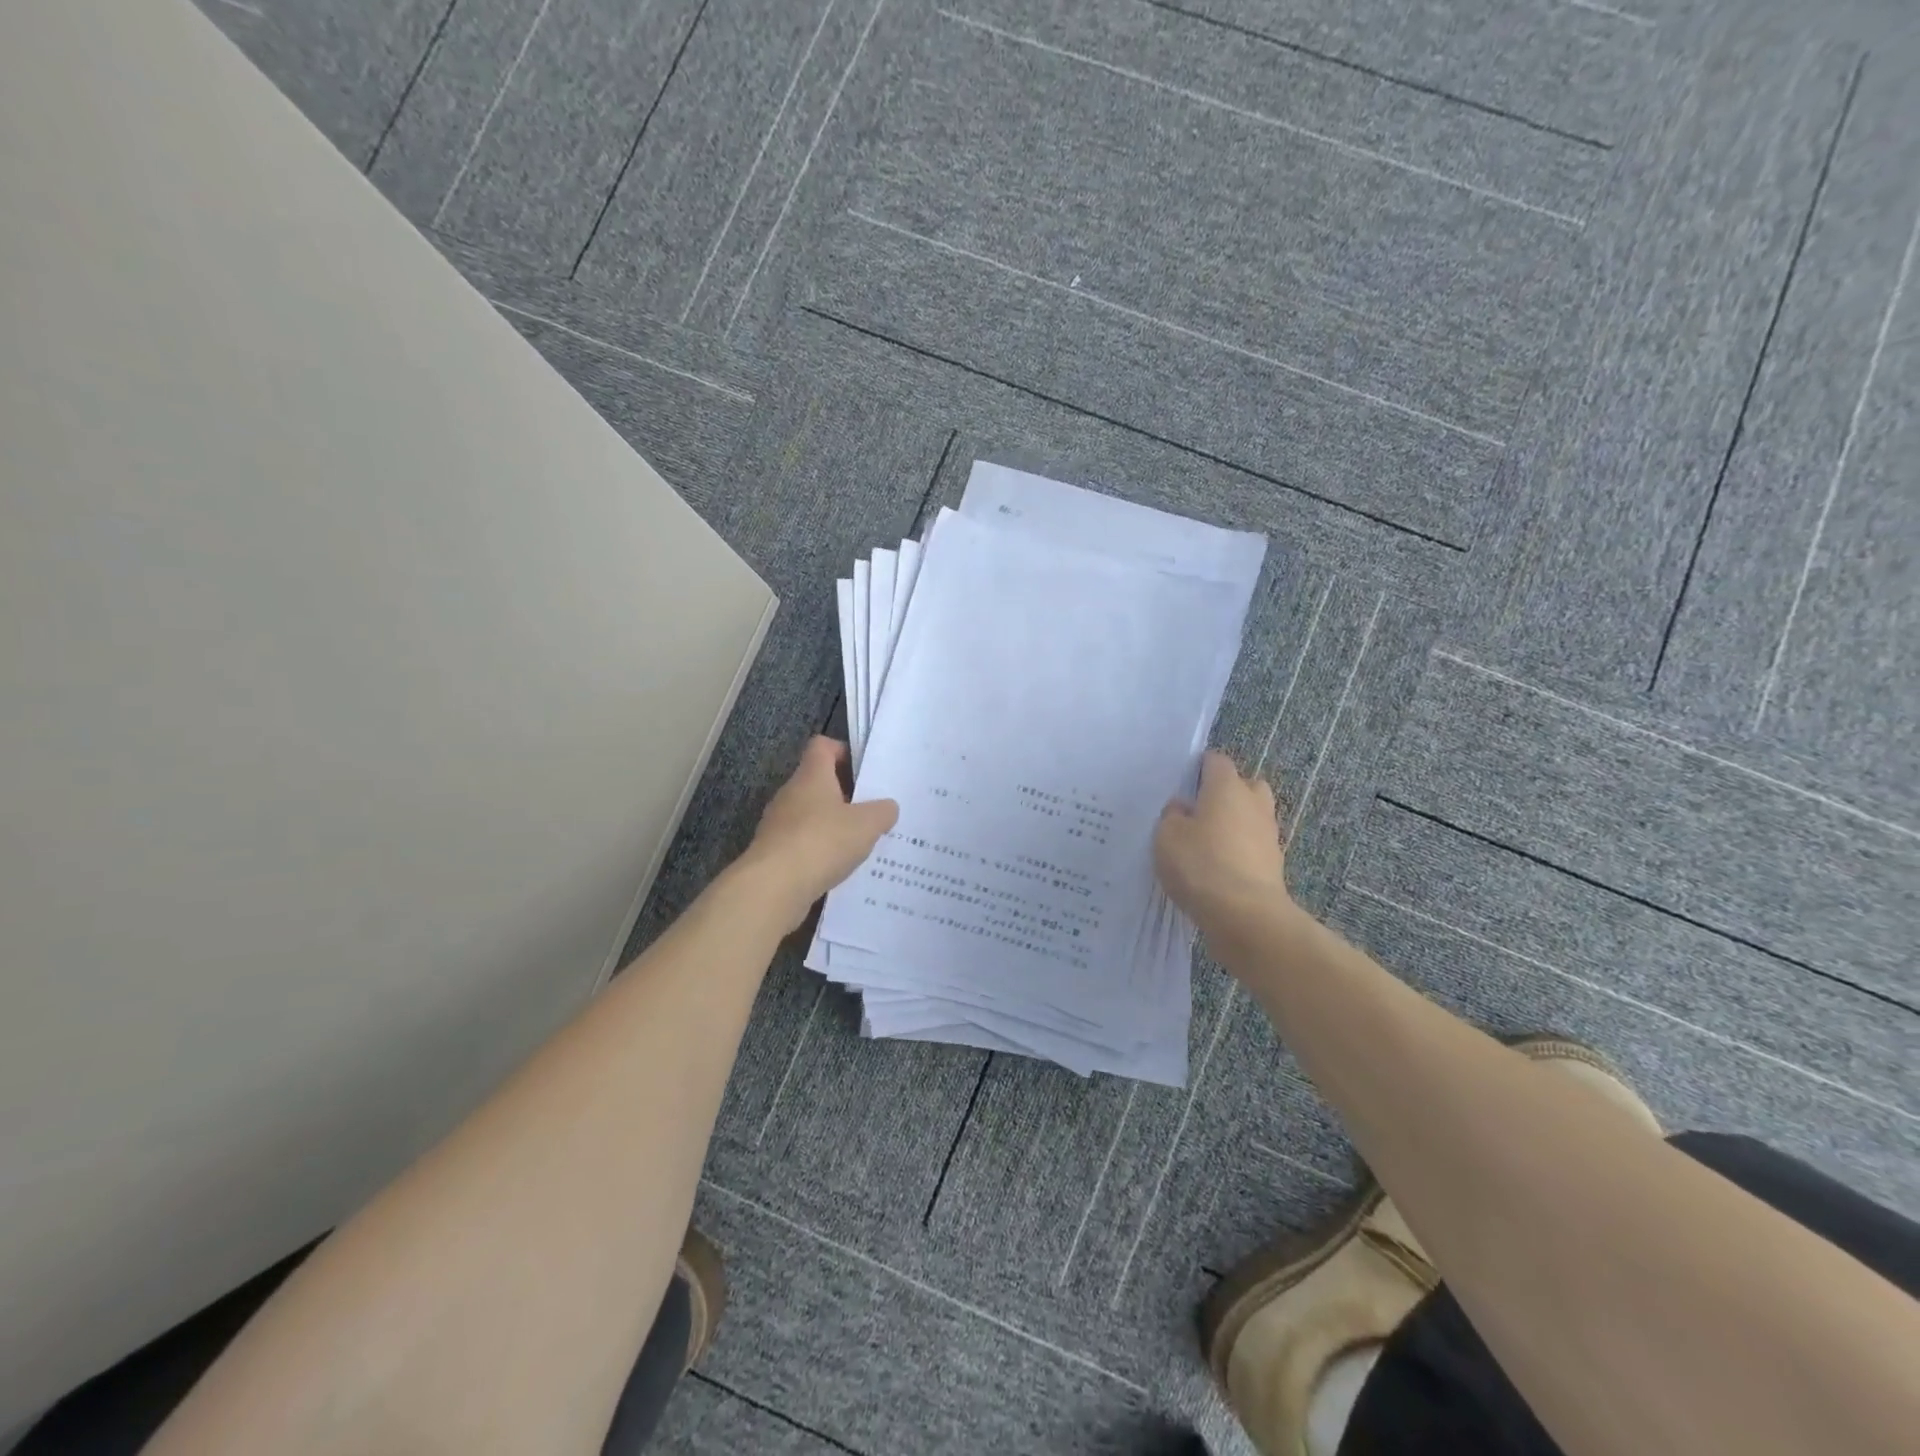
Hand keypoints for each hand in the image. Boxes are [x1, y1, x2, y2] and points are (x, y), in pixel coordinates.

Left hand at [735, 736, 898, 932]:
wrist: (774, 887)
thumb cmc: (822, 841)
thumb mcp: (867, 824)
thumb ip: (882, 812)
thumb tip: (887, 808)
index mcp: (811, 776)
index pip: (822, 746)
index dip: (843, 751)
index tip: (864, 770)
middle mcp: (790, 794)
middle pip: (818, 782)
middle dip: (845, 794)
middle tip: (872, 810)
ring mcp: (778, 824)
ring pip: (810, 815)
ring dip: (833, 825)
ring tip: (860, 842)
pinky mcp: (774, 853)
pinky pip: (803, 843)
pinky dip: (820, 850)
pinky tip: (840, 867)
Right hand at [1154, 750, 1291, 930]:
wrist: (1245, 915)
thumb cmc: (1200, 864)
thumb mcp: (1167, 836)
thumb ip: (1173, 815)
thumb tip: (1184, 808)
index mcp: (1227, 787)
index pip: (1216, 760)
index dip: (1199, 768)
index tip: (1182, 785)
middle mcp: (1253, 802)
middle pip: (1244, 785)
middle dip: (1226, 793)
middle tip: (1199, 812)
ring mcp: (1268, 834)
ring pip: (1252, 816)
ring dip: (1235, 823)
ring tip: (1208, 843)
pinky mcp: (1274, 863)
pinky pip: (1254, 845)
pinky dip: (1241, 850)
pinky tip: (1219, 867)